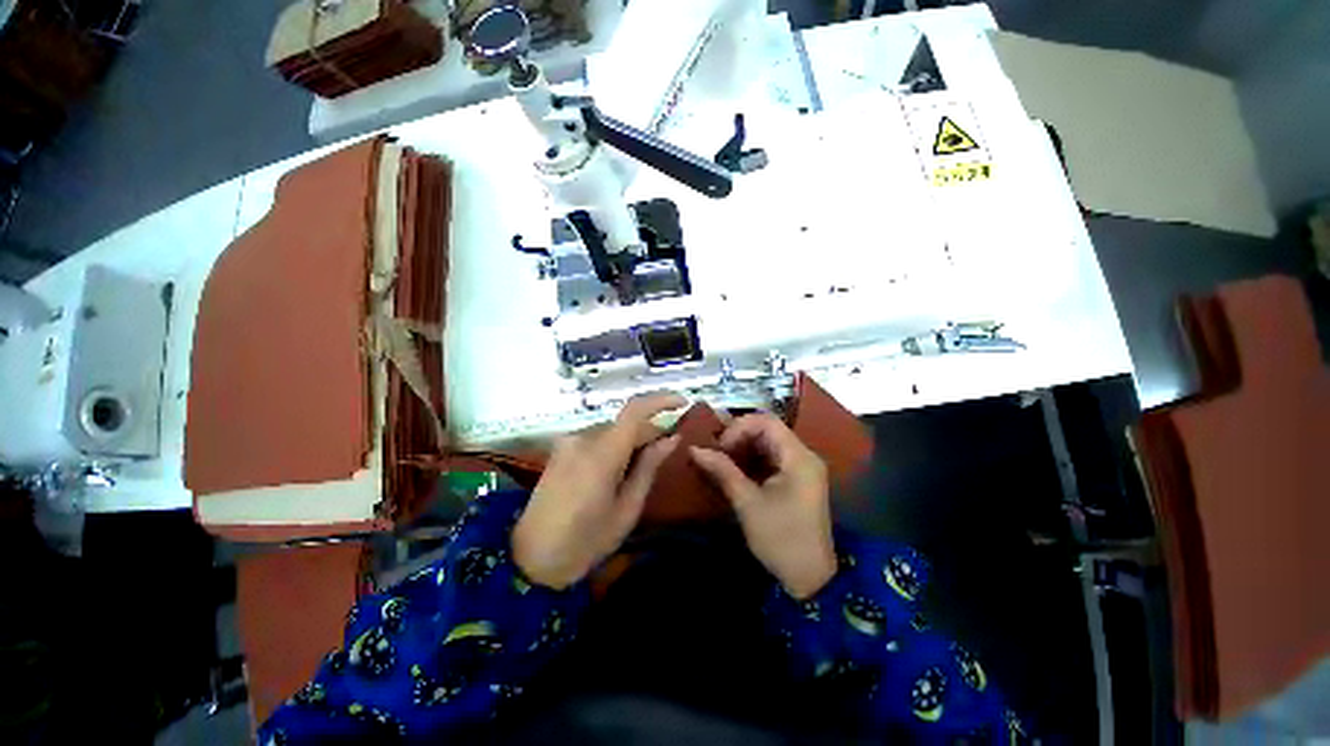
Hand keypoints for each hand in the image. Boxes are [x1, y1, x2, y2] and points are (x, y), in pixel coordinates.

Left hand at [513, 393, 684, 588]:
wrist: (536, 556)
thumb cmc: (588, 540)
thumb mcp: (627, 509)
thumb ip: (649, 469)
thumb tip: (671, 438)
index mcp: (601, 453)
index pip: (635, 410)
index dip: (662, 401)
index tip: (684, 404)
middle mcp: (581, 439)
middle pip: (623, 423)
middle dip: (649, 431)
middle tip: (670, 454)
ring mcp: (566, 445)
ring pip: (609, 432)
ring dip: (630, 442)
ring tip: (645, 469)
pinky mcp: (558, 455)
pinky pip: (593, 442)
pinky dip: (612, 449)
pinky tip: (620, 474)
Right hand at [690, 414, 835, 598]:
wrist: (809, 573)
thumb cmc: (779, 538)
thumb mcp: (748, 504)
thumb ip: (723, 472)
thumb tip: (695, 449)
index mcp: (798, 457)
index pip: (766, 421)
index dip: (737, 429)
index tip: (716, 450)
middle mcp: (805, 456)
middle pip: (769, 431)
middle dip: (738, 439)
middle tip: (712, 457)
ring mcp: (805, 470)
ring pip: (771, 447)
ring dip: (744, 452)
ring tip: (719, 466)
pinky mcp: (801, 484)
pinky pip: (776, 462)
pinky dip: (755, 464)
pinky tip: (735, 477)